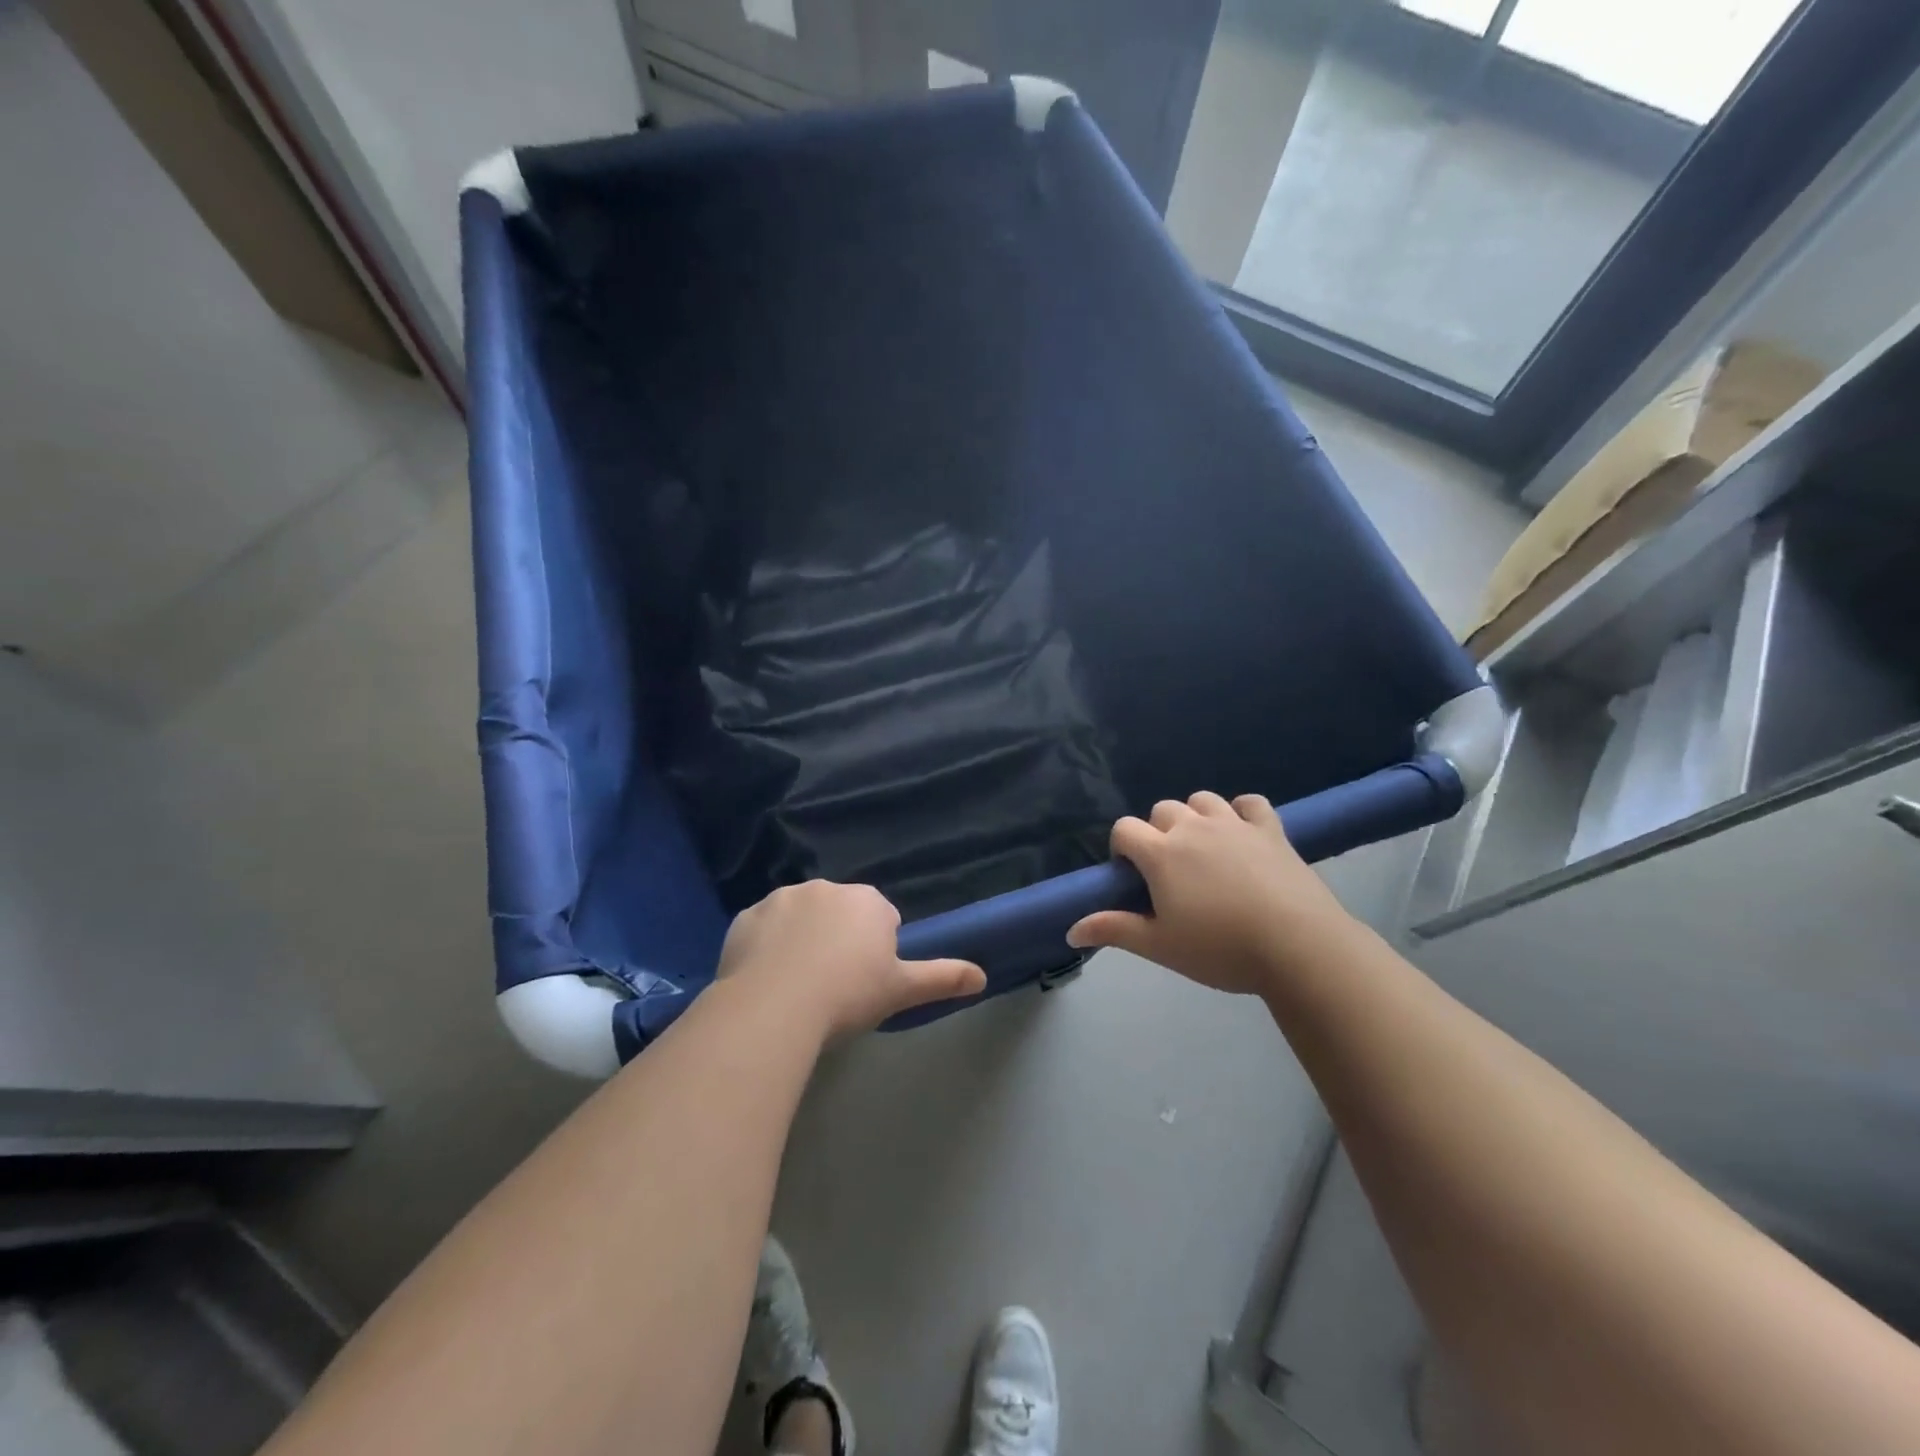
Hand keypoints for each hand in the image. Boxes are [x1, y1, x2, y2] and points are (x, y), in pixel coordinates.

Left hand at [717, 880, 986, 1038]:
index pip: (880, 919)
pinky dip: (766, 946)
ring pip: (800, 918)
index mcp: (867, 902)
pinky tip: (765, 979)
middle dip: (839, 940)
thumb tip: (983, 975)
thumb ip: (942, 977)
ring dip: (802, 940)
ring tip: (796, 986)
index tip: (864, 982)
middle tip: (833, 986)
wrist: (775, 1006)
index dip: (875, 951)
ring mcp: (782, 898)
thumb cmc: (848, 995)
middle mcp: (826, 888)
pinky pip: (763, 929)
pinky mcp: (746, 916)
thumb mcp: (901, 990)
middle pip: (839, 914)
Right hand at [1067, 792, 1356, 994]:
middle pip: (1162, 810)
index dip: (1122, 848)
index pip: (1124, 829)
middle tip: (1171, 872)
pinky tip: (1242, 833)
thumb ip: (1114, 930)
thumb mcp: (1160, 946)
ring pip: (1202, 799)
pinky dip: (1241, 812)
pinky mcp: (1270, 829)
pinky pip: (1250, 803)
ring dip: (1195, 817)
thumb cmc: (1220, 949)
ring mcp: (1234, 824)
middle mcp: (1193, 827)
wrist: (1298, 946)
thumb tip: (1070, 931)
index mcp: (1161, 853)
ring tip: (1203, 849)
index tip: (1134, 877)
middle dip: (1158, 832)